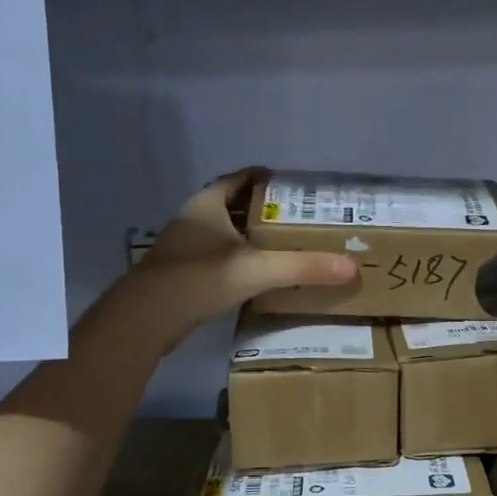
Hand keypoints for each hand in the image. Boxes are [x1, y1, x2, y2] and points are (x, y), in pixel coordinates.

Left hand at [106, 170, 355, 351]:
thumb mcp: (258, 269)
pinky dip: (233, 260)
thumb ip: (303, 267)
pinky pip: (212, 258)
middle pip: (230, 205)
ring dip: (246, 237)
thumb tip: (350, 266)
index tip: (290, 186)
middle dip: (260, 210)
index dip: (263, 178)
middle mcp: (191, 219)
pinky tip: (252, 275)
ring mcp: (181, 247)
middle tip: (294, 219)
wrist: (146, 318)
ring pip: (220, 233)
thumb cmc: (200, 278)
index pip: (238, 179)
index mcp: (207, 204)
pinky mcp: (177, 274)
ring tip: (279, 246)